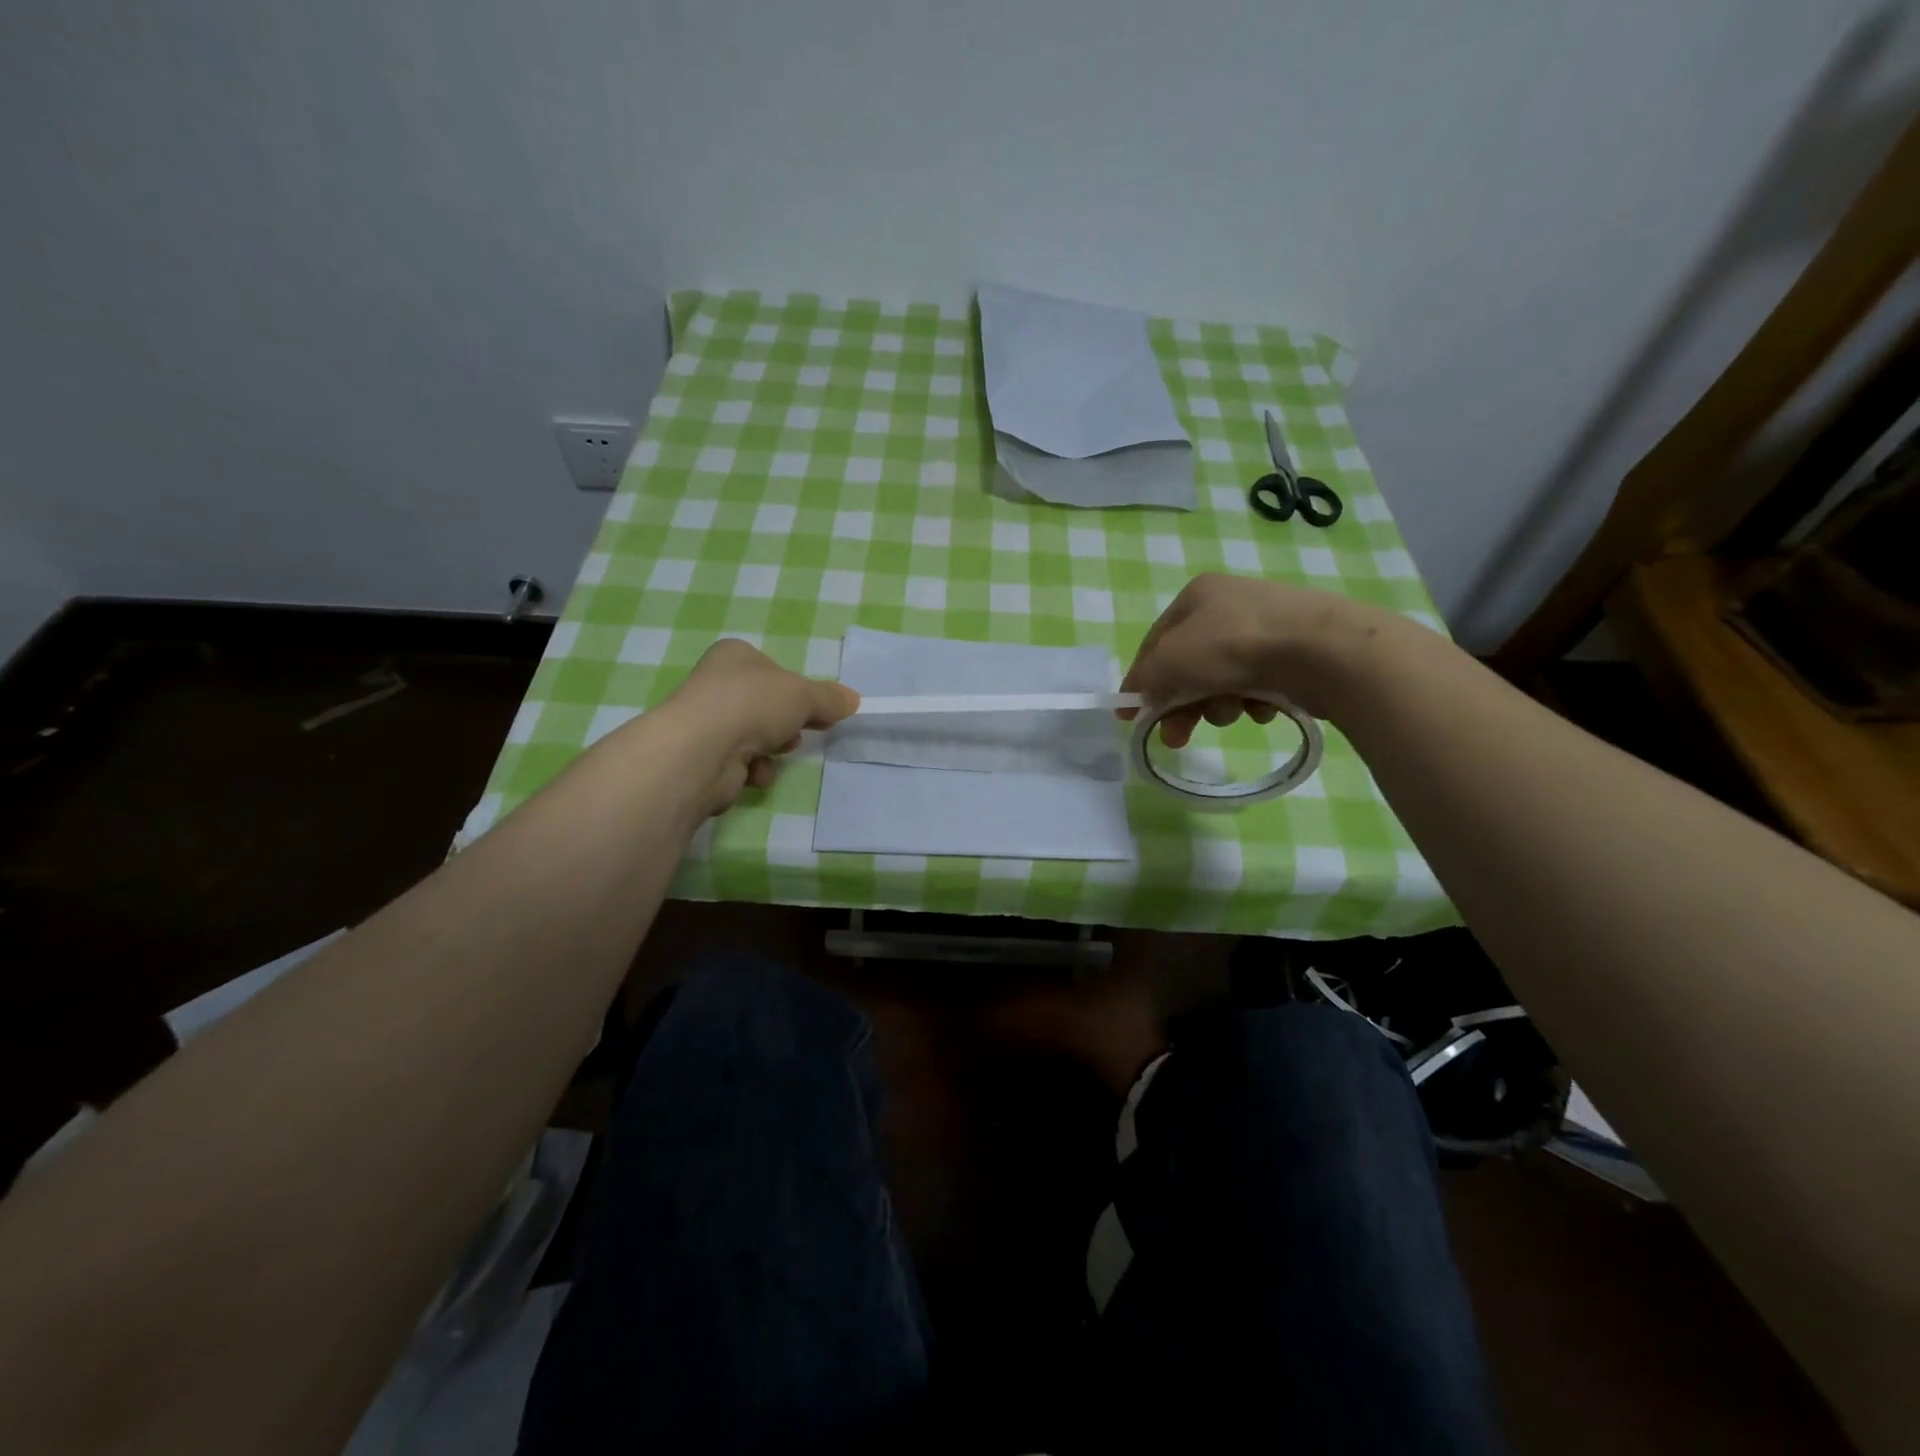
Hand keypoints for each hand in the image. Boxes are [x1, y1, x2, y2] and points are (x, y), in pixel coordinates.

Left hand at [652, 638, 859, 811]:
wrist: (703, 750)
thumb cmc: (753, 704)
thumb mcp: (804, 695)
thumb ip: (829, 698)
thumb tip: (853, 700)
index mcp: (734, 656)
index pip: (772, 669)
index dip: (797, 689)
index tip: (820, 708)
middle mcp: (715, 684)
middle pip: (765, 705)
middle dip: (787, 722)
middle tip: (806, 729)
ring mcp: (706, 722)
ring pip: (755, 735)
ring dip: (773, 748)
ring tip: (776, 751)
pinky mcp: (704, 758)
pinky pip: (741, 763)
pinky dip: (755, 770)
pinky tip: (755, 772)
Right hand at [1119, 573, 1391, 745]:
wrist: (1323, 650)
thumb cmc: (1233, 646)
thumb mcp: (1170, 662)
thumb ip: (1145, 681)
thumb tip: (1137, 700)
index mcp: (1197, 596)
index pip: (1154, 644)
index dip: (1140, 682)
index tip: (1131, 718)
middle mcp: (1230, 606)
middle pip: (1190, 667)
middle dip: (1182, 705)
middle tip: (1177, 739)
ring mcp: (1265, 630)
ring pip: (1222, 681)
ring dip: (1219, 704)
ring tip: (1235, 712)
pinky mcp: (1294, 655)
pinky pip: (1258, 687)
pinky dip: (1254, 702)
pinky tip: (1265, 706)